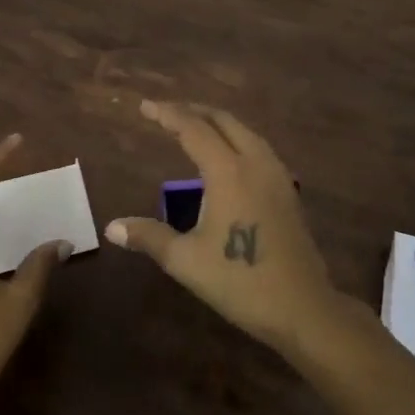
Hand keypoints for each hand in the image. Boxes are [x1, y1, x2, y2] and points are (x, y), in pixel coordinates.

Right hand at [105, 101, 338, 354]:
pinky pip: (259, 149)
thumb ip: (149, 236)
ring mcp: (278, 176)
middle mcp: (256, 163)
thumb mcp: (185, 261)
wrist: (302, 308)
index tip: (145, 106)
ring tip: (195, 126)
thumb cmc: (239, 281)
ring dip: (218, 123)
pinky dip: (237, 139)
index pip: (194, 129)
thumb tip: (111, 227)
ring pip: (246, 132)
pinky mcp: (289, 192)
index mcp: (229, 172)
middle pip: (223, 121)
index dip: (167, 114)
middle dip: (193, 111)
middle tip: (166, 112)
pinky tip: (229, 158)